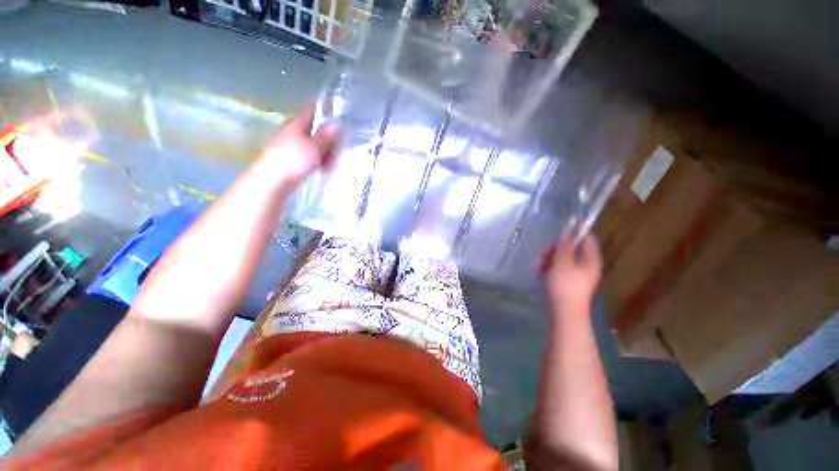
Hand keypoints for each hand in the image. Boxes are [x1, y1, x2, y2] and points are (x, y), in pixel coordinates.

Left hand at [256, 105, 339, 187]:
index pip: (313, 111)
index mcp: (297, 123)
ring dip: (325, 154)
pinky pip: (309, 156)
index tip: (340, 126)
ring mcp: (291, 145)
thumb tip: (337, 124)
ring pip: (314, 145)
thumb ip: (327, 136)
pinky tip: (322, 170)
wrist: (273, 180)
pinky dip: (318, 161)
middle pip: (317, 131)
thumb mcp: (315, 147)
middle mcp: (293, 131)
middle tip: (335, 154)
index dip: (327, 115)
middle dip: (329, 142)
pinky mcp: (291, 159)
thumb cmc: (294, 160)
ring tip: (329, 166)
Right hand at [539, 233, 601, 310]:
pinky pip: (559, 269)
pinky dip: (550, 268)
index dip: (574, 233)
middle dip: (555, 249)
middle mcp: (586, 266)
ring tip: (538, 265)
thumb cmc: (565, 286)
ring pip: (563, 259)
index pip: (587, 239)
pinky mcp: (568, 283)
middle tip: (542, 252)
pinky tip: (540, 272)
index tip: (558, 233)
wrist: (565, 313)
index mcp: (590, 260)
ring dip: (549, 259)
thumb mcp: (562, 262)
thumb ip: (564, 245)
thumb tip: (567, 228)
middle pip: (572, 249)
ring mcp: (577, 275)